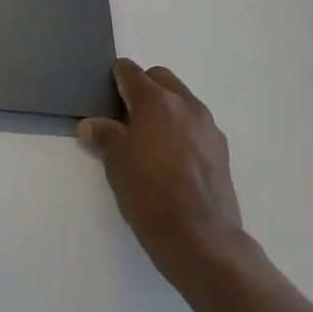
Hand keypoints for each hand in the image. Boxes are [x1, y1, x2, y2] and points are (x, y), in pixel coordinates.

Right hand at [77, 59, 255, 294]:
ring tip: (147, 139)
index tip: (105, 92)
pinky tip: (169, 159)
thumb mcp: (115, 161)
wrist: (201, 238)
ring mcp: (208, 128)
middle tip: (124, 115)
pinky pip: (195, 126)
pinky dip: (180, 130)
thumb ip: (103, 135)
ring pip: (181, 102)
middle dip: (143, 88)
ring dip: (164, 109)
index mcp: (156, 100)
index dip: (115, 78)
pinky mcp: (221, 151)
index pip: (130, 72)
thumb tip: (90, 125)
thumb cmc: (149, 192)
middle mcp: (186, 105)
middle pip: (161, 79)